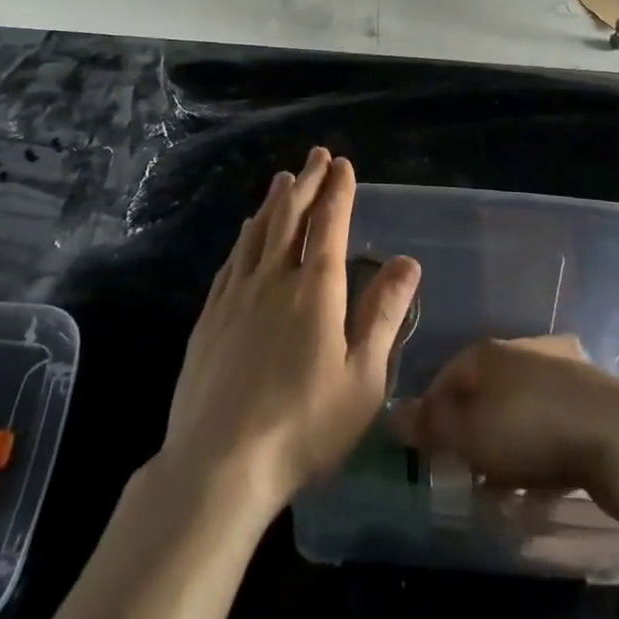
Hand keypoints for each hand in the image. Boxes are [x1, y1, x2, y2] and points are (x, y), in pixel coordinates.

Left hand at [158, 147, 419, 518]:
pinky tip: (248, 229)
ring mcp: (237, 293)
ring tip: (284, 178)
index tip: (342, 164)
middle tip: (316, 156)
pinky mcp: (211, 314)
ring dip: (275, 200)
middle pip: (291, 215)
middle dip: (307, 181)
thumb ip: (383, 315)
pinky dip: (246, 234)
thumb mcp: (362, 379)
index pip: (329, 222)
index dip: (337, 190)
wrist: (218, 463)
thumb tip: (407, 262)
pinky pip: (234, 257)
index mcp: (316, 289)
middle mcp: (274, 277)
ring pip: (259, 230)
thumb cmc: (303, 426)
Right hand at [387, 335, 618, 517]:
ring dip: (503, 452)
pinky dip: (536, 458)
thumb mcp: (471, 432)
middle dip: (468, 436)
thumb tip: (391, 415)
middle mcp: (519, 356)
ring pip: (514, 416)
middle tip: (462, 476)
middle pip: (481, 396)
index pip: (445, 377)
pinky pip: (546, 432)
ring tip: (498, 492)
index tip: (426, 453)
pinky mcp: (585, 407)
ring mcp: (556, 378)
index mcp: (487, 352)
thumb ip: (432, 426)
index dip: (430, 414)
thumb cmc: (532, 428)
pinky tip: (537, 490)